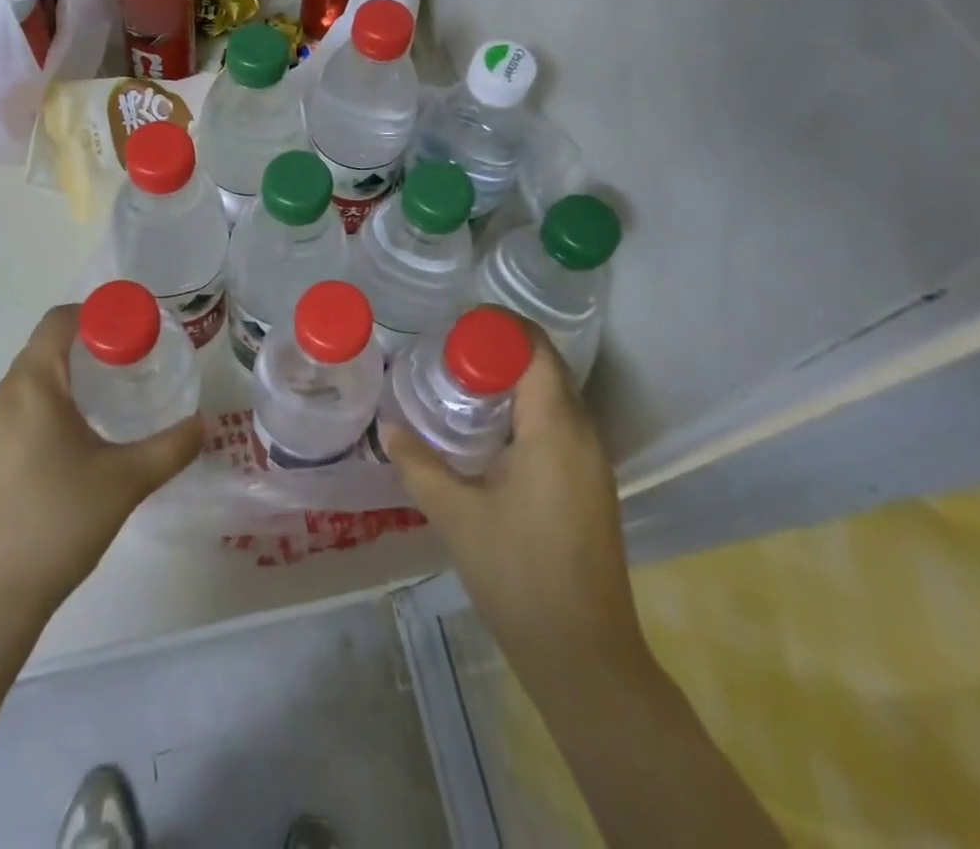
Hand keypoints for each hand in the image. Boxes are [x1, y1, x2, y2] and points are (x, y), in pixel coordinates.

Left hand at [0, 304, 202, 620]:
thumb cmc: (58, 522)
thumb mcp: (127, 481)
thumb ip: (171, 447)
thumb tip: (203, 424)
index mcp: (33, 386)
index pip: (59, 320)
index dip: (98, 314)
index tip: (134, 332)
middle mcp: (3, 397)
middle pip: (46, 347)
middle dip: (89, 345)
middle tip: (131, 364)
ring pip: (31, 379)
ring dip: (68, 376)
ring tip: (108, 400)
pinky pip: (18, 409)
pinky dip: (49, 404)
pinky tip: (75, 441)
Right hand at [381, 324, 650, 684]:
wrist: (583, 654)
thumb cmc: (517, 574)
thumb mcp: (456, 515)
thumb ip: (418, 464)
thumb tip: (387, 428)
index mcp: (554, 428)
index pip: (534, 349)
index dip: (498, 327)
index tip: (454, 325)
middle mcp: (583, 433)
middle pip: (546, 365)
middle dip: (501, 349)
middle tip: (449, 351)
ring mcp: (593, 460)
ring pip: (555, 394)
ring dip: (514, 379)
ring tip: (462, 382)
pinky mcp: (592, 483)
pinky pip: (560, 422)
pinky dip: (527, 408)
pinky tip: (490, 430)